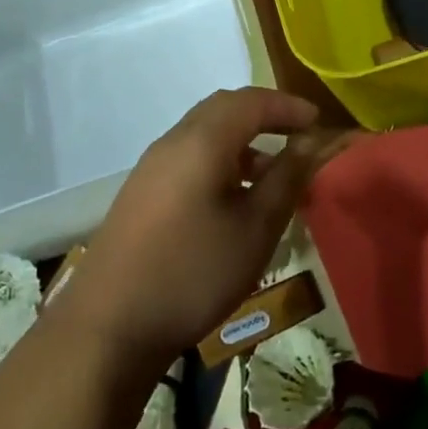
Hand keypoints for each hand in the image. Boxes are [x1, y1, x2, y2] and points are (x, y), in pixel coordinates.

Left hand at [56, 87, 322, 373]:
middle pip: (224, 109)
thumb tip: (312, 142)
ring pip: (204, 133)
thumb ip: (287, 177)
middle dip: (265, 116)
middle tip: (297, 137)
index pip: (251, 102)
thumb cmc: (194, 272)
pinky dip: (220, 160)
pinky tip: (233, 200)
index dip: (288, 107)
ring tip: (271, 176)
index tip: (318, 123)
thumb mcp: (256, 228)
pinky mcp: (140, 193)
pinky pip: (189, 157)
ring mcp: (151, 167)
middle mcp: (173, 142)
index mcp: (201, 141)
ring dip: (242, 141)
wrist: (109, 327)